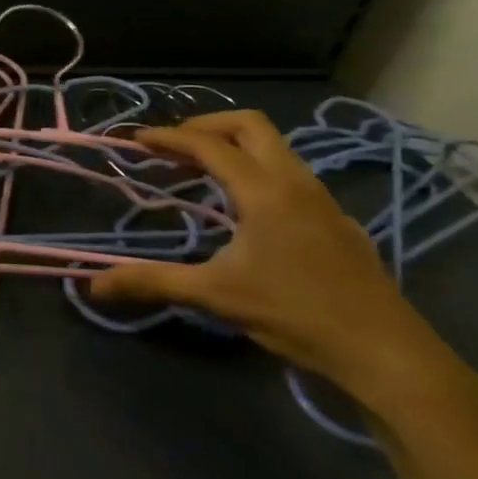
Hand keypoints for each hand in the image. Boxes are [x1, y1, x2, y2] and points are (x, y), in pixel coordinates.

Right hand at [92, 110, 477, 420]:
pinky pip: (289, 174)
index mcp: (265, 191)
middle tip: (171, 146)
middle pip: (249, 126)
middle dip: (205, 125)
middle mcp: (296, 182)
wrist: (384, 352)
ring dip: (233, 146)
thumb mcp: (214, 296)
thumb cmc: (295, 314)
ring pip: (275, 148)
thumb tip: (93, 285)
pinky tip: (242, 208)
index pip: (209, 145)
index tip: (136, 140)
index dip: (168, 138)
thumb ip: (152, 282)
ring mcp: (321, 199)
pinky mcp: (335, 221)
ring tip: (198, 171)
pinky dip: (255, 170)